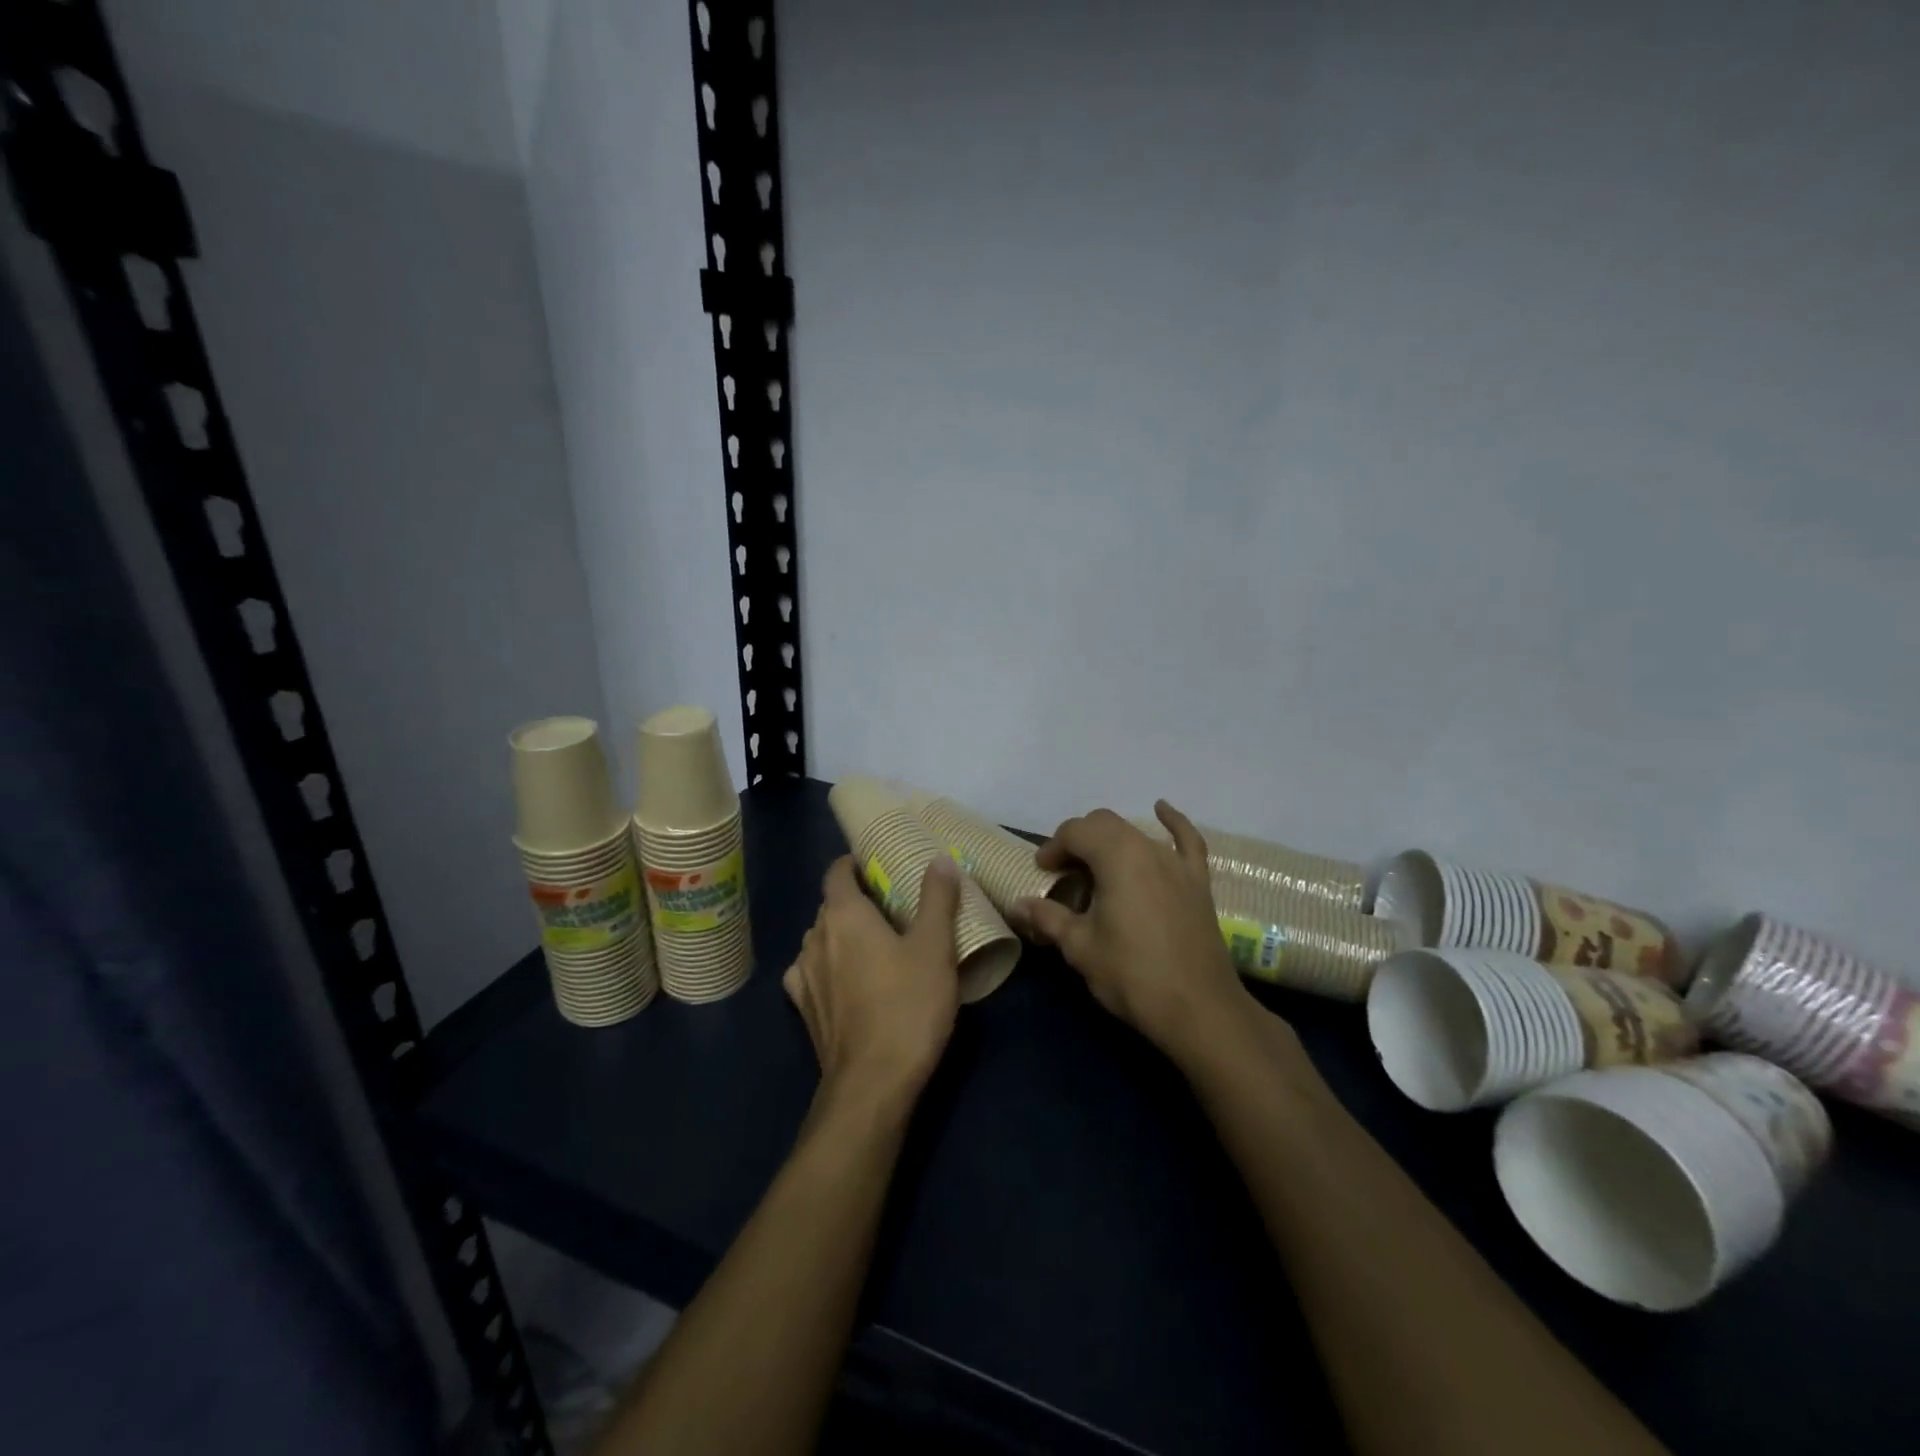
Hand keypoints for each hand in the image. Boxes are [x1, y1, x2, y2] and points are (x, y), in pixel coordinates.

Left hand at [784, 854, 961, 1106]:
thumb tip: (940, 859)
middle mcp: (815, 937)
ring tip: (873, 943)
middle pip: (830, 905)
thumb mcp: (935, 947)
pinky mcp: (803, 1009)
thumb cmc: (908, 1005)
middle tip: (890, 906)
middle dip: (855, 900)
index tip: (877, 865)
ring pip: (820, 939)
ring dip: (841, 934)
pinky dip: (827, 966)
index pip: (837, 872)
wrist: (873, 1083)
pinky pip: (811, 972)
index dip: (853, 863)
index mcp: (844, 915)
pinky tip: (847, 980)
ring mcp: (803, 975)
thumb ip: (937, 899)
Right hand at [1018, 802, 1252, 1062]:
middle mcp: (1147, 848)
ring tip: (1096, 868)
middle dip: (1078, 841)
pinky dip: (1172, 822)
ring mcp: (1177, 863)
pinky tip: (1161, 809)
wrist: (1198, 1009)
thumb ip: (1048, 918)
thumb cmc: (1132, 975)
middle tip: (1064, 873)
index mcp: (1116, 857)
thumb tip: (1018, 904)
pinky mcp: (1197, 881)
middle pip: (1104, 825)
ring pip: (1135, 832)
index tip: (1042, 872)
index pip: (1076, 832)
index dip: (1053, 848)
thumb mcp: (1080, 947)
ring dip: (1110, 842)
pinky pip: (1186, 840)